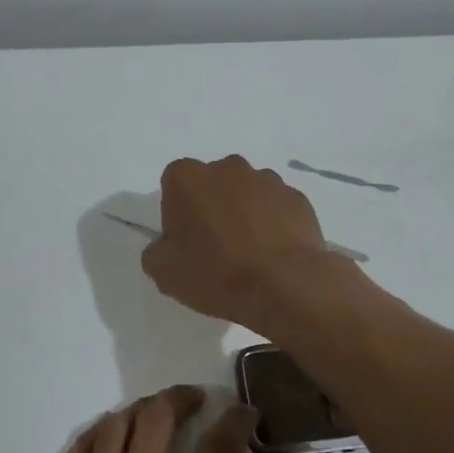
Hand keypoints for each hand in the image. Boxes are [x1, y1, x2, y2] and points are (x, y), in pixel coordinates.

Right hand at [141, 155, 345, 331]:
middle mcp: (228, 167)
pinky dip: (273, 223)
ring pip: (247, 192)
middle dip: (211, 206)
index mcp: (188, 178)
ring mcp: (267, 179)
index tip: (184, 239)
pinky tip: (274, 253)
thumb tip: (167, 244)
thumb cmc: (216, 273)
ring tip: (249, 252)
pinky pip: (277, 207)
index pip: (173, 184)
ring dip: (244, 212)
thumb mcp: (165, 272)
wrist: (285, 284)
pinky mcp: (297, 197)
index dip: (176, 211)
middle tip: (215, 246)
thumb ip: (156, 251)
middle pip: (212, 183)